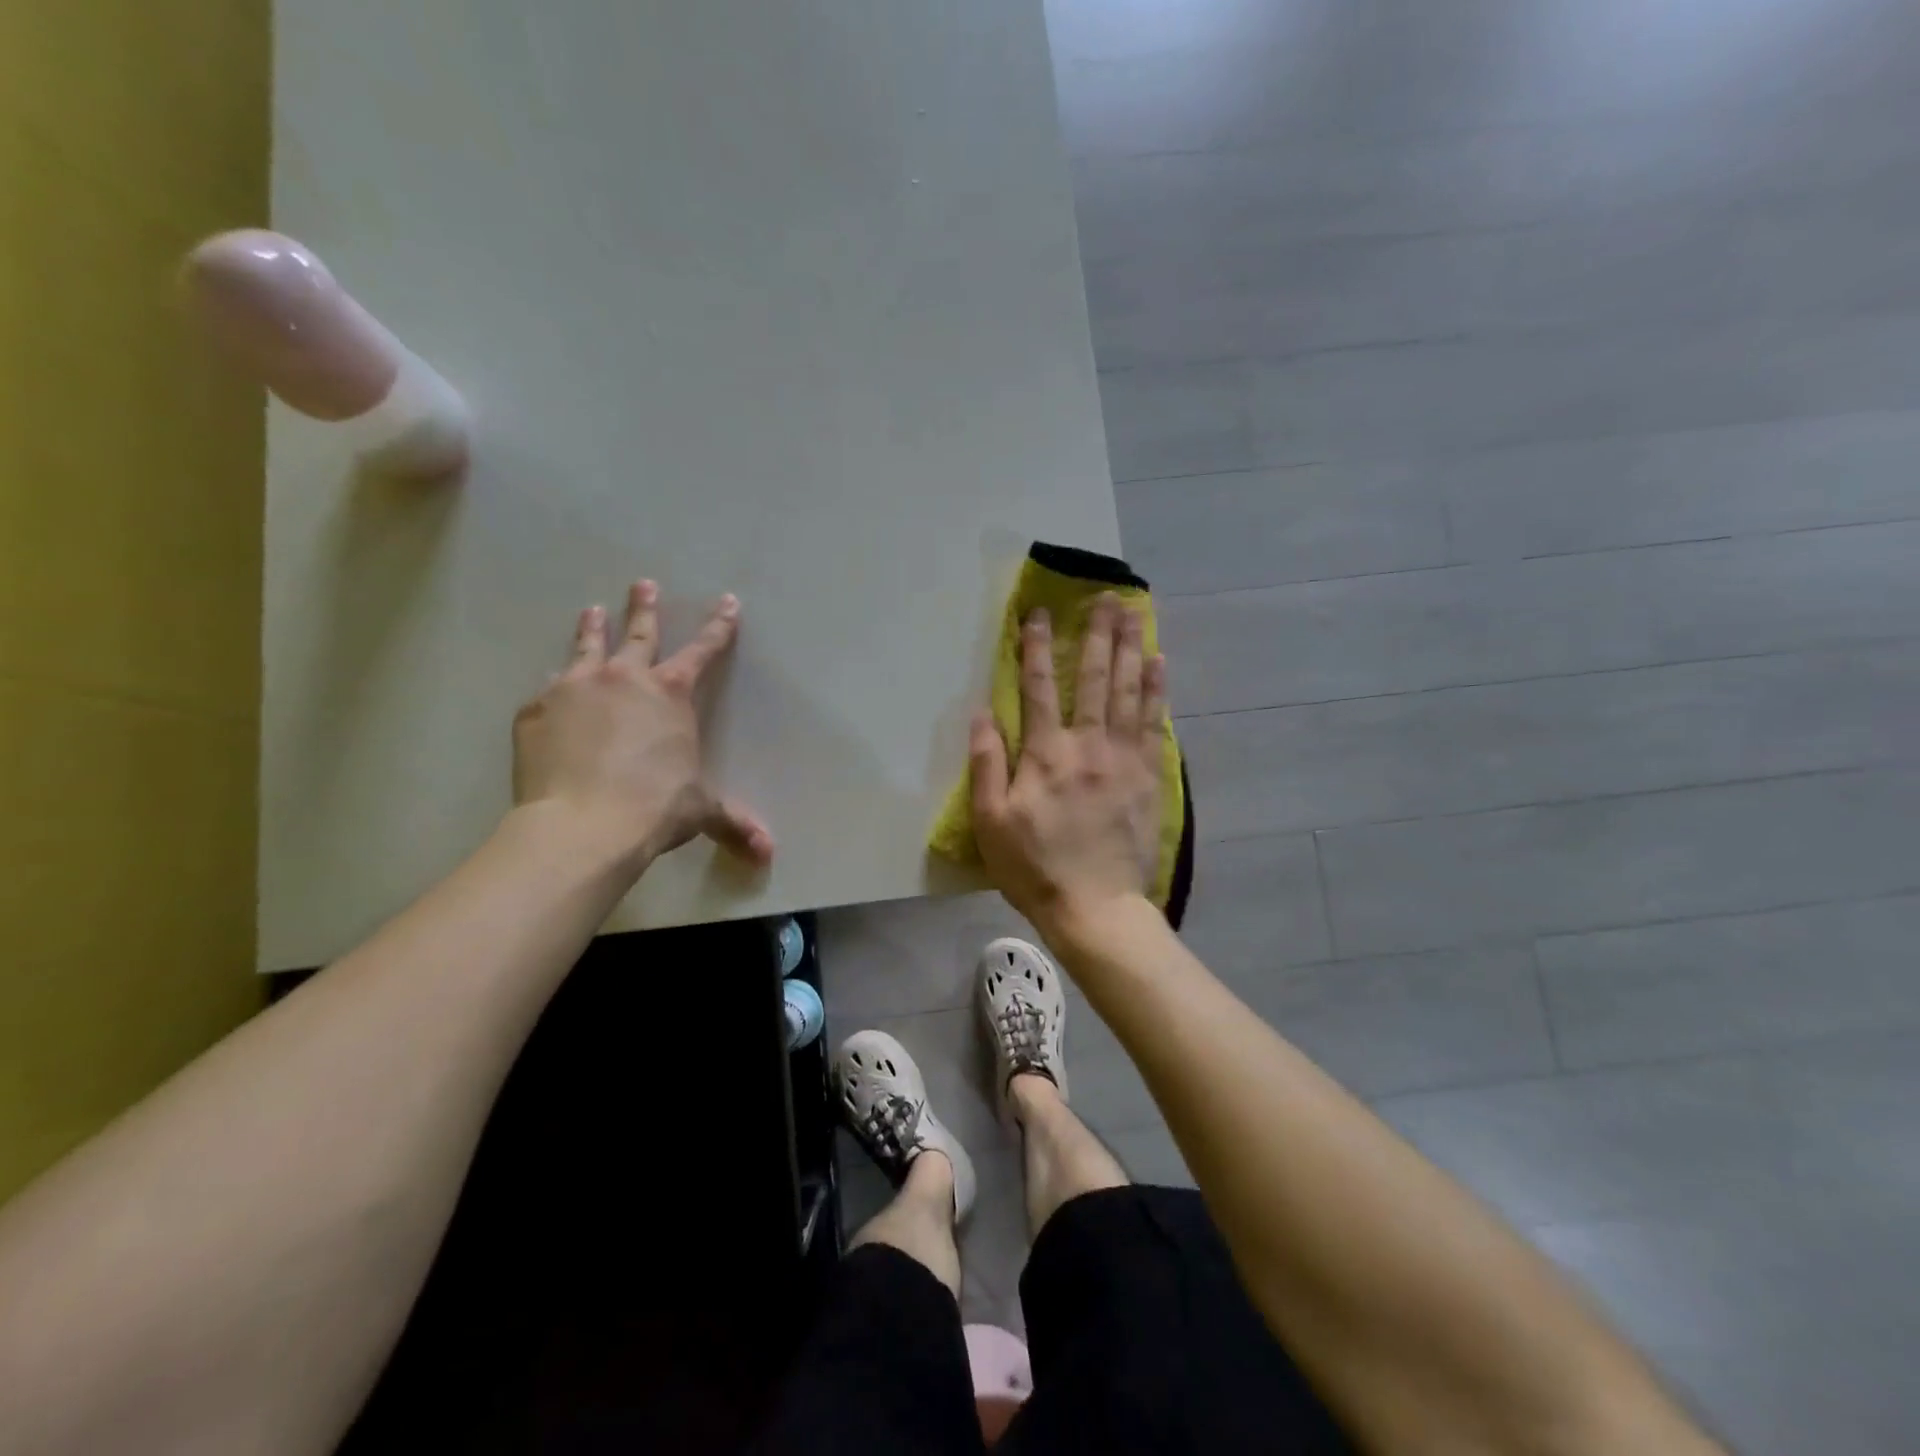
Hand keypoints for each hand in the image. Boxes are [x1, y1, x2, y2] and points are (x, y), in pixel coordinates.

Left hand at [512, 579, 774, 874]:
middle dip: (644, 607)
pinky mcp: (535, 710)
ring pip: (586, 647)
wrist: (582, 825)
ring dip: (592, 628)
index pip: (702, 651)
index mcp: (670, 694)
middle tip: (643, 583)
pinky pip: (547, 690)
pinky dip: (554, 687)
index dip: (718, 627)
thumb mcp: (701, 810)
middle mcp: (623, 679)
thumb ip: (733, 823)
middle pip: (638, 633)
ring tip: (592, 610)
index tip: (727, 602)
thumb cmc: (654, 808)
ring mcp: (574, 689)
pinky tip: (551, 690)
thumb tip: (768, 853)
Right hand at [968, 593, 1167, 936]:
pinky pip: (1154, 722)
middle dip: (1096, 633)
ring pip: (1127, 691)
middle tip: (1105, 596)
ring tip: (1134, 613)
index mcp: (1046, 754)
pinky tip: (1158, 662)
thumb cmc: (1035, 866)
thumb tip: (982, 713)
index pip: (1038, 687)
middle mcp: (1087, 744)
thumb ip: (987, 764)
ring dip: (1129, 648)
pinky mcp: (1148, 775)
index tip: (1039, 612)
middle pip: (1092, 677)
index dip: (1035, 647)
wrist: (1096, 906)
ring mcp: (1123, 758)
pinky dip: (1156, 689)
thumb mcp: (991, 821)